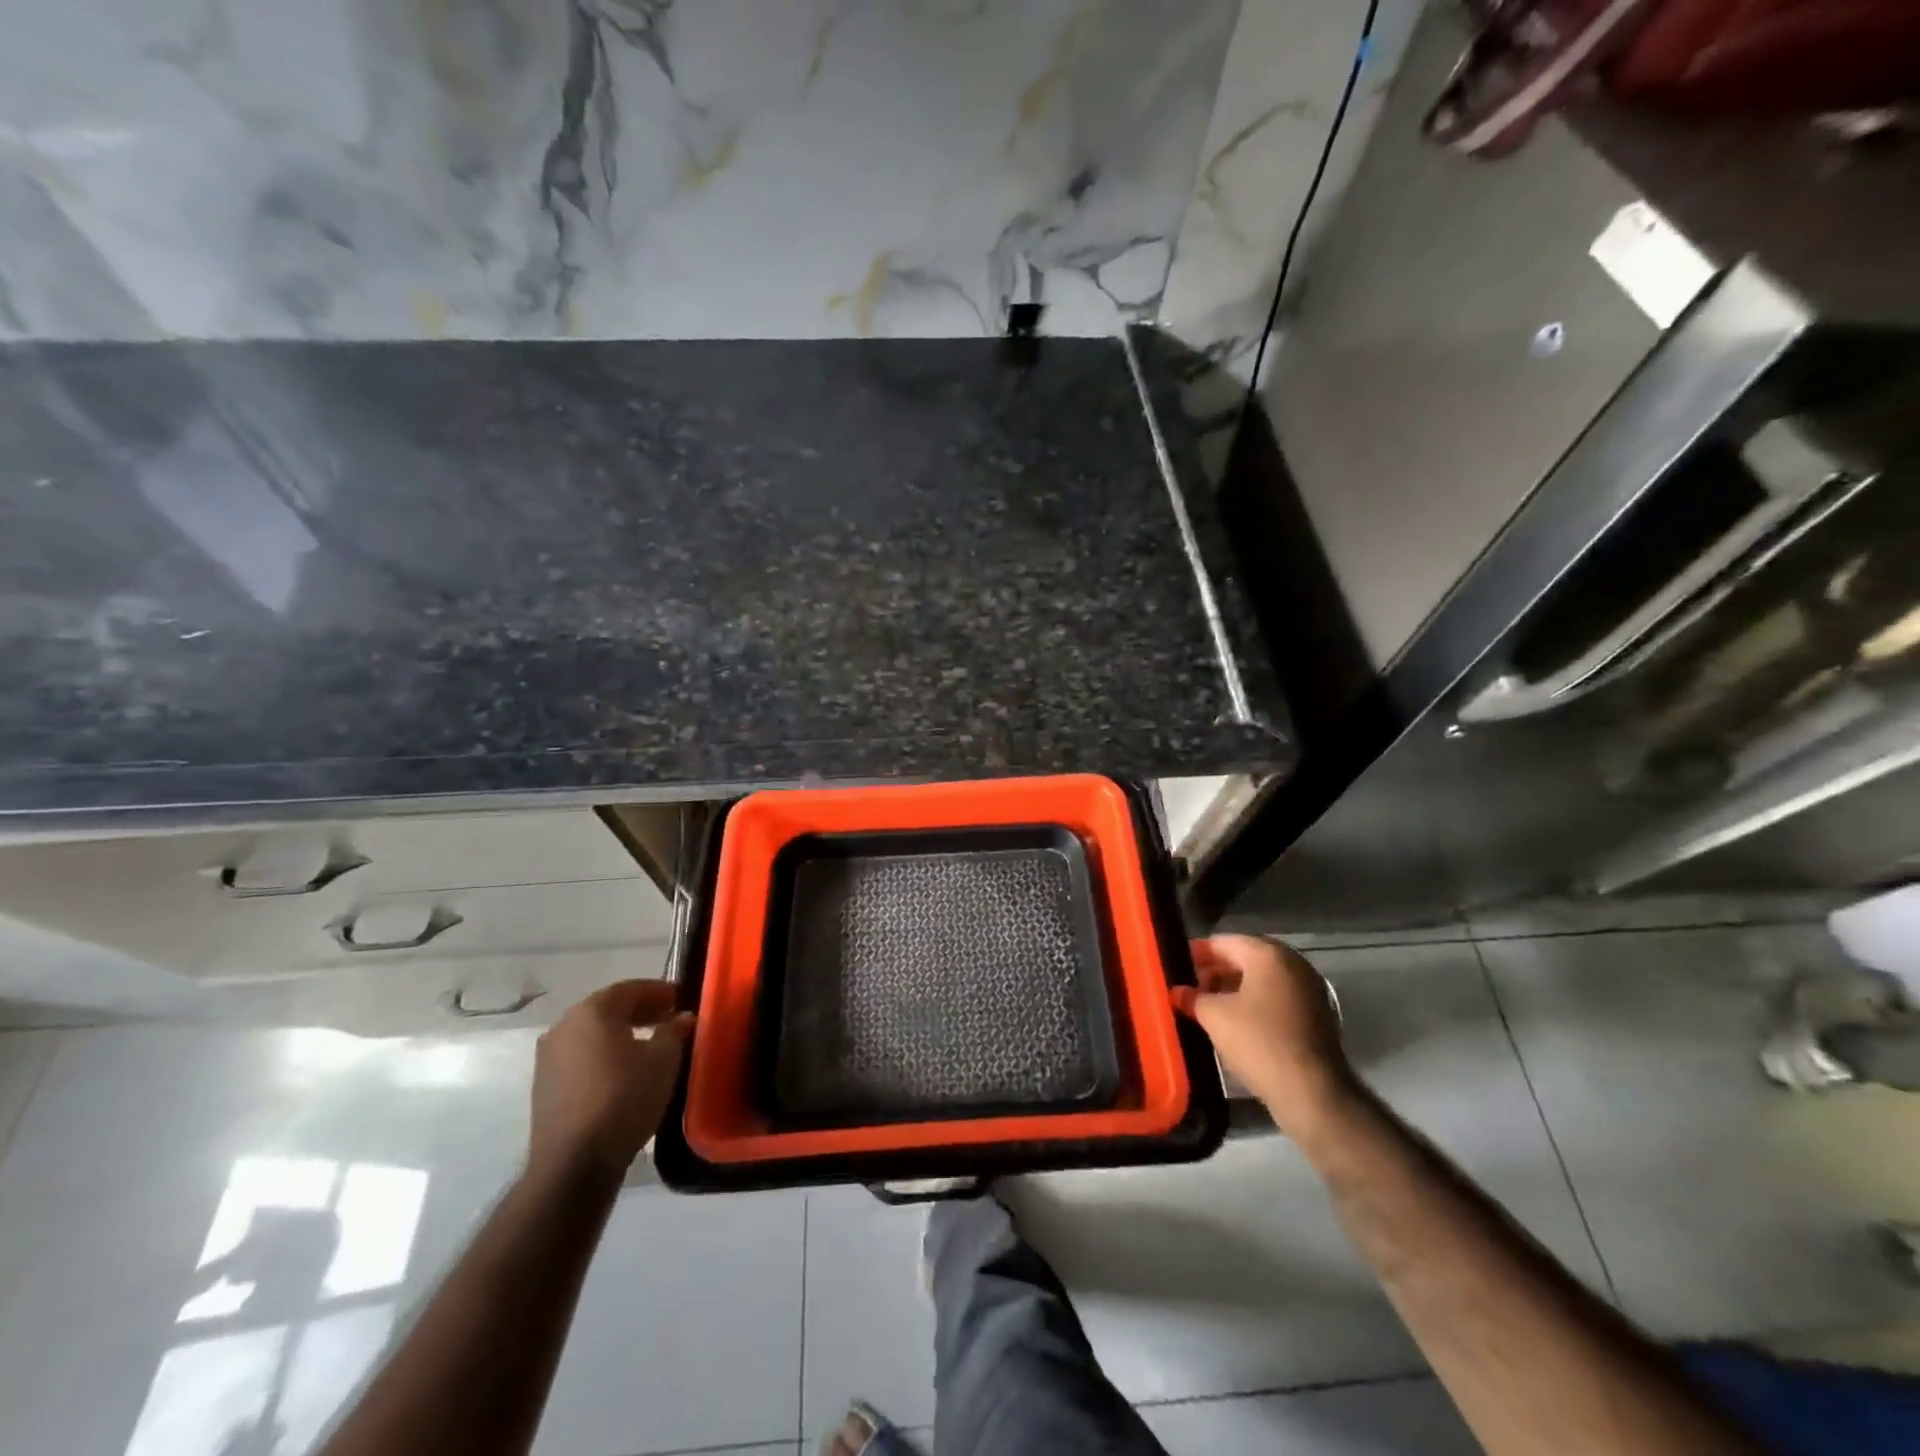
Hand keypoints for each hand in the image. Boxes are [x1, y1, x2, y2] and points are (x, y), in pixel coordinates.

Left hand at [529, 980, 692, 1181]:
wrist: (573, 1163)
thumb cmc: (624, 1099)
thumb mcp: (663, 1061)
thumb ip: (674, 1031)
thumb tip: (682, 1017)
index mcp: (592, 1011)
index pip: (631, 988)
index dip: (659, 991)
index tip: (681, 998)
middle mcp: (565, 1026)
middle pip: (609, 1008)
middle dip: (641, 1011)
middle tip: (669, 1019)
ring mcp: (548, 1056)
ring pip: (593, 1034)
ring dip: (621, 1033)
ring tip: (649, 1046)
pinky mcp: (544, 1085)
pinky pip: (581, 1056)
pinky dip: (604, 1054)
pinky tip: (623, 1071)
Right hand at [1179, 934, 1354, 1135]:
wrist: (1312, 1092)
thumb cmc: (1259, 1042)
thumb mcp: (1214, 1017)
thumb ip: (1193, 998)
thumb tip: (1178, 992)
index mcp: (1268, 954)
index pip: (1223, 942)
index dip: (1197, 953)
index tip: (1176, 966)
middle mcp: (1293, 963)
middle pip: (1245, 957)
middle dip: (1216, 971)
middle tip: (1191, 987)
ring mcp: (1310, 988)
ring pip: (1263, 979)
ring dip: (1236, 988)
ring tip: (1209, 1006)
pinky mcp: (1318, 1014)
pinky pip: (1278, 997)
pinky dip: (1257, 1002)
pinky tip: (1237, 1022)